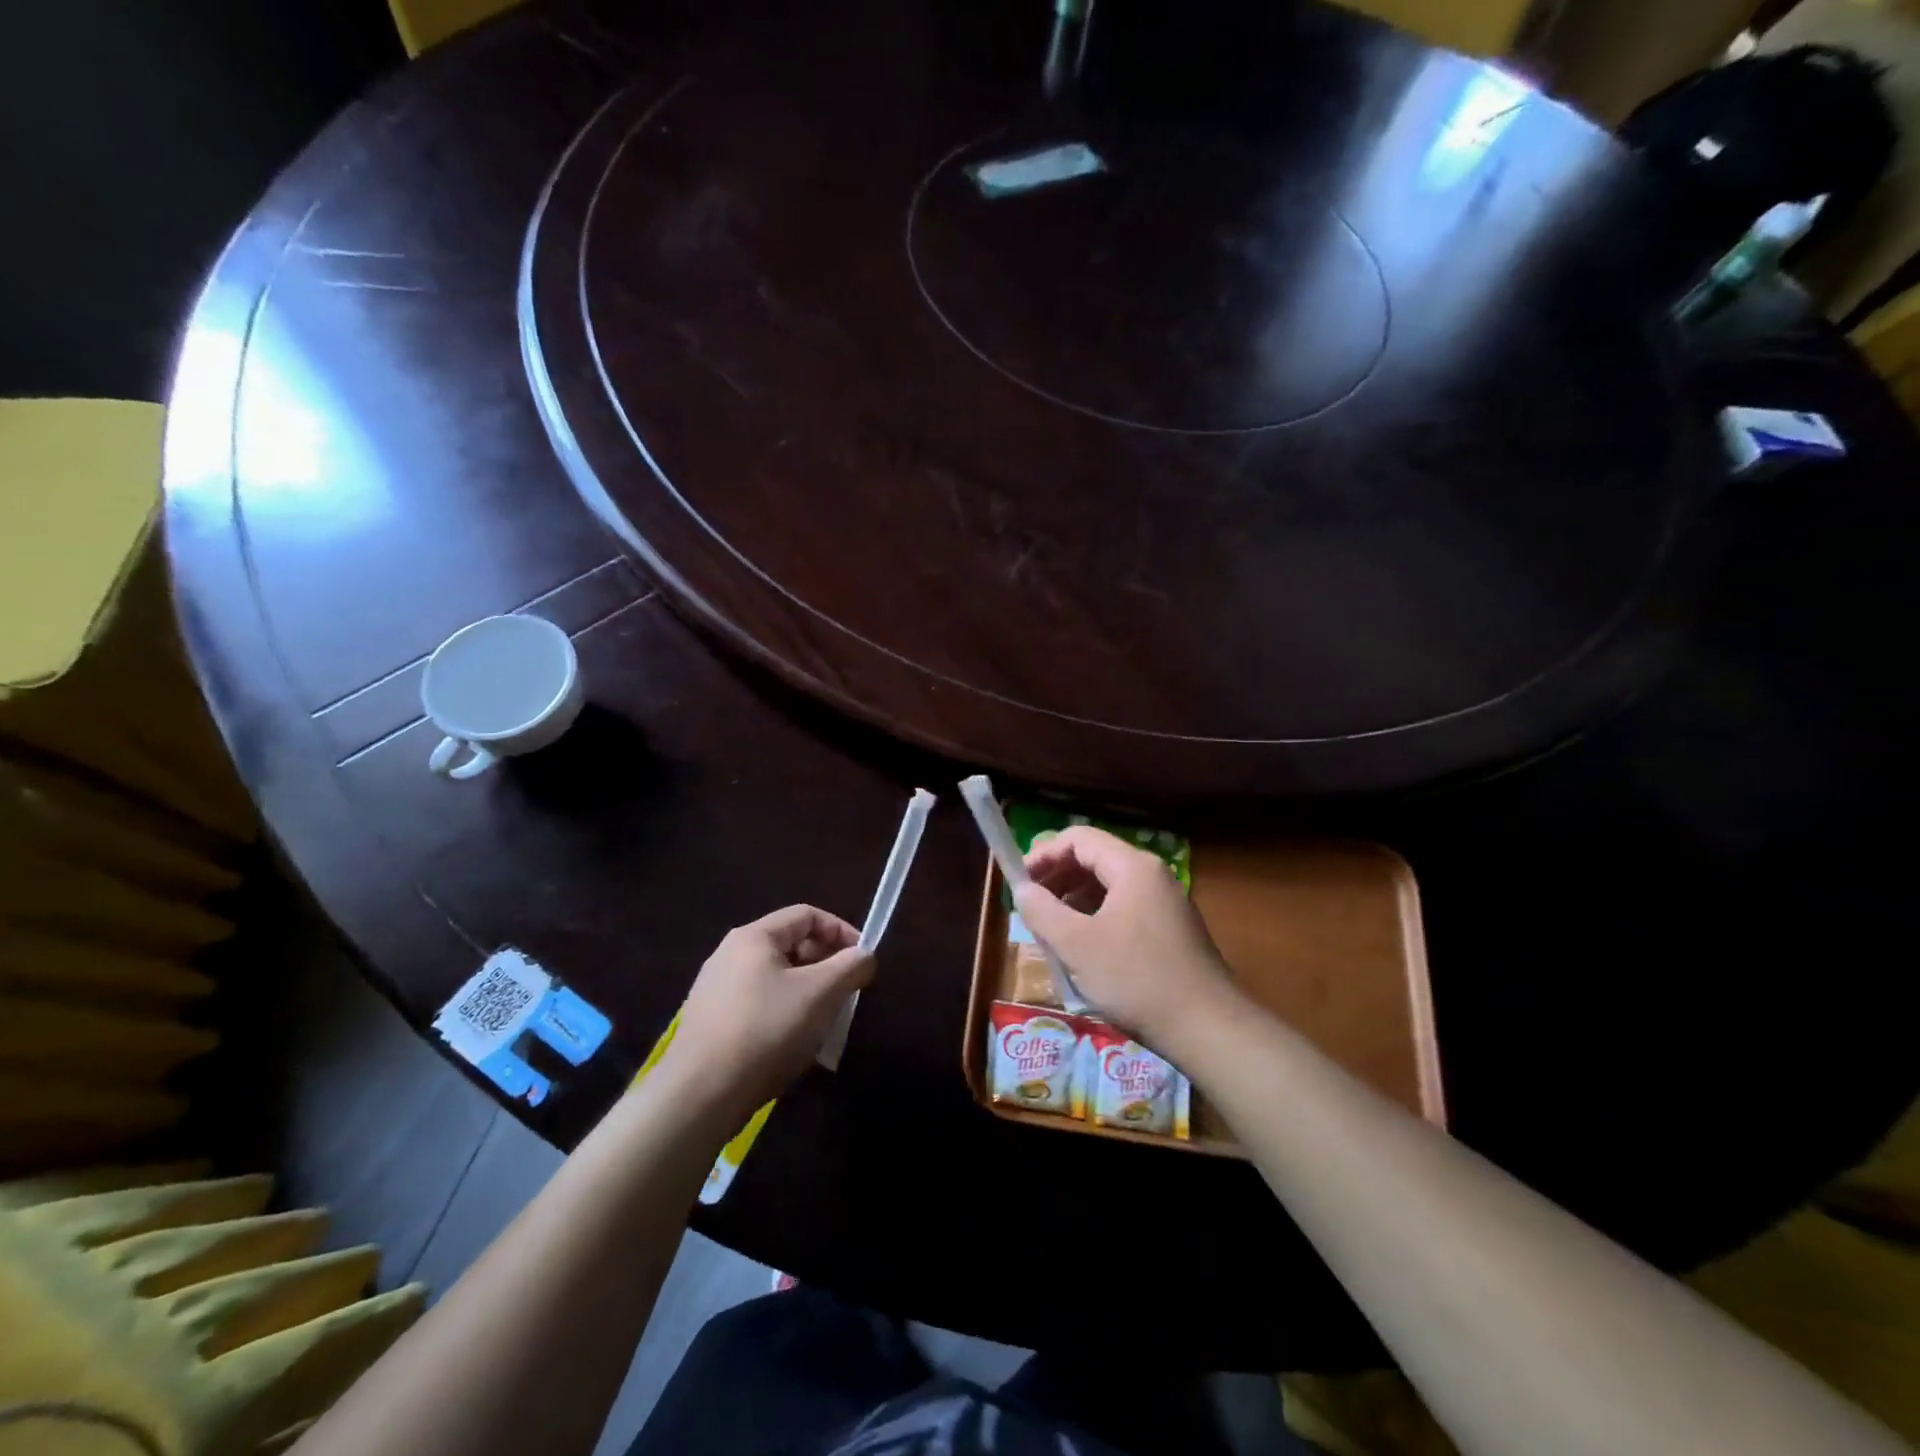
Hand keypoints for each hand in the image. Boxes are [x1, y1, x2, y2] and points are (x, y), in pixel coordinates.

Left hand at [664, 905, 873, 1121]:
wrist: (700, 1095)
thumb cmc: (766, 1030)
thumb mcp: (820, 994)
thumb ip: (850, 966)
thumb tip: (865, 955)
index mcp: (754, 937)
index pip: (807, 915)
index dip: (841, 931)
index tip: (863, 960)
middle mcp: (729, 954)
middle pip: (790, 945)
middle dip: (825, 964)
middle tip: (847, 991)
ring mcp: (715, 989)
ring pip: (776, 978)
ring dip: (807, 992)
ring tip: (825, 1020)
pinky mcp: (710, 1022)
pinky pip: (758, 1004)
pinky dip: (784, 1012)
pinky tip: (793, 1043)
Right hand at [1016, 826, 1238, 1048]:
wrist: (1207, 1028)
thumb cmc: (1136, 979)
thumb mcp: (1077, 945)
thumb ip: (1043, 911)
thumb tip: (1022, 889)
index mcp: (1133, 867)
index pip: (1079, 838)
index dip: (1044, 854)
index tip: (1020, 882)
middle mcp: (1153, 875)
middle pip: (1095, 858)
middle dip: (1058, 877)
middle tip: (1031, 905)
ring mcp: (1166, 902)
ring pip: (1110, 886)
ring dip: (1075, 899)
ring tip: (1051, 928)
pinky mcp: (1172, 929)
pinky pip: (1126, 908)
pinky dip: (1097, 916)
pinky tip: (1083, 947)